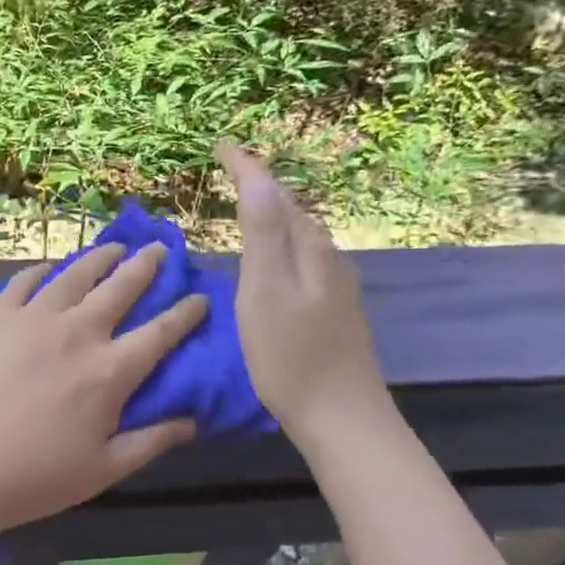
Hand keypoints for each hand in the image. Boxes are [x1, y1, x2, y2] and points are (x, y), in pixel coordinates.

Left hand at [0, 242, 207, 536]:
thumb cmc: (37, 475)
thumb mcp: (106, 469)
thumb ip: (152, 441)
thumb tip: (192, 421)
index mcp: (111, 370)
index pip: (161, 332)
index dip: (185, 312)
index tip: (199, 297)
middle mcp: (78, 332)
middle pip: (121, 287)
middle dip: (146, 265)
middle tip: (159, 248)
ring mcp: (34, 317)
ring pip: (75, 274)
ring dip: (100, 258)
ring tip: (114, 247)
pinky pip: (24, 281)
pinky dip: (42, 271)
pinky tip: (50, 268)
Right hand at [217, 141, 390, 436]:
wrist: (343, 419)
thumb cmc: (292, 357)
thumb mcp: (266, 291)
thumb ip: (264, 233)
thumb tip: (259, 176)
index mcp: (308, 250)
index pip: (275, 194)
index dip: (248, 167)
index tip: (221, 145)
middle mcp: (327, 259)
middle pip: (292, 210)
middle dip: (262, 186)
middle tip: (230, 172)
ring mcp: (335, 287)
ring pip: (301, 236)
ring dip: (273, 215)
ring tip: (246, 209)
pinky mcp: (333, 311)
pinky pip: (303, 260)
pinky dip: (281, 246)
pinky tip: (271, 264)